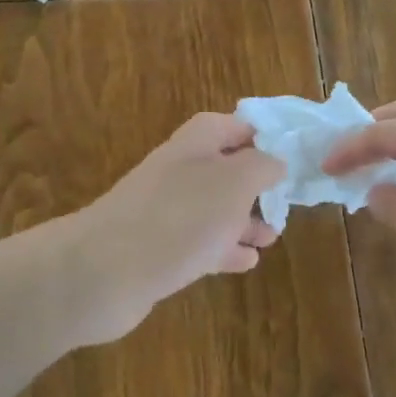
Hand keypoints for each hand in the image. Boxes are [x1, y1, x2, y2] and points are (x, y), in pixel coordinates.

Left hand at [54, 112, 284, 345]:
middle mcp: (180, 171)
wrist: (107, 271)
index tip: (288, 154)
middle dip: (254, 185)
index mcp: (196, 143)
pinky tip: (247, 262)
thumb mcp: (234, 182)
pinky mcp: (159, 250)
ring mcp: (166, 211)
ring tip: (272, 236)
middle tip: (284, 203)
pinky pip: (199, 244)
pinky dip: (224, 249)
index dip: (258, 134)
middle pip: (223, 169)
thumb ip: (261, 166)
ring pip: (213, 209)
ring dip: (243, 220)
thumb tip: (275, 160)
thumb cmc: (181, 216)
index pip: (230, 125)